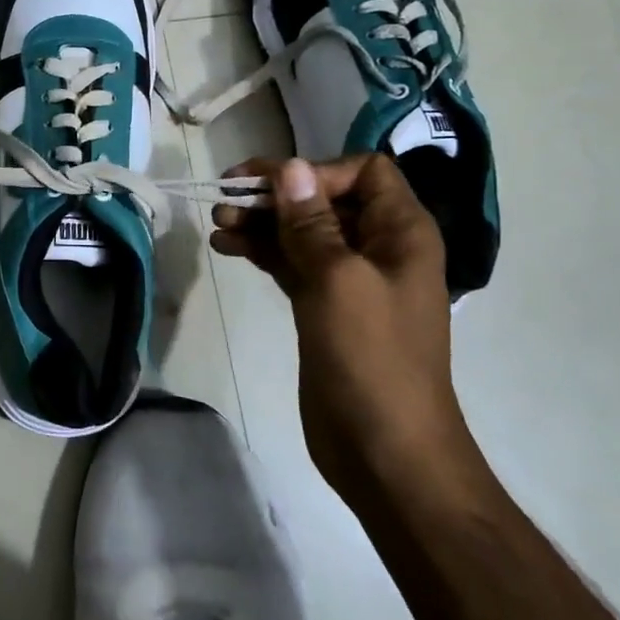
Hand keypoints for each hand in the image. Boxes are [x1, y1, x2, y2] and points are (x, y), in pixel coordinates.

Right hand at [210, 155, 463, 488]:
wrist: (387, 452)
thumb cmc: (371, 358)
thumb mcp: (338, 280)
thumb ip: (311, 221)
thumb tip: (290, 167)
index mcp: (401, 232)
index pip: (363, 172)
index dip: (318, 171)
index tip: (274, 188)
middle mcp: (379, 247)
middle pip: (325, 199)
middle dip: (276, 195)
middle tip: (226, 199)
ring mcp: (350, 279)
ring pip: (303, 232)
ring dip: (262, 222)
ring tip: (218, 224)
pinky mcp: (325, 306)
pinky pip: (292, 262)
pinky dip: (262, 251)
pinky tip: (226, 247)